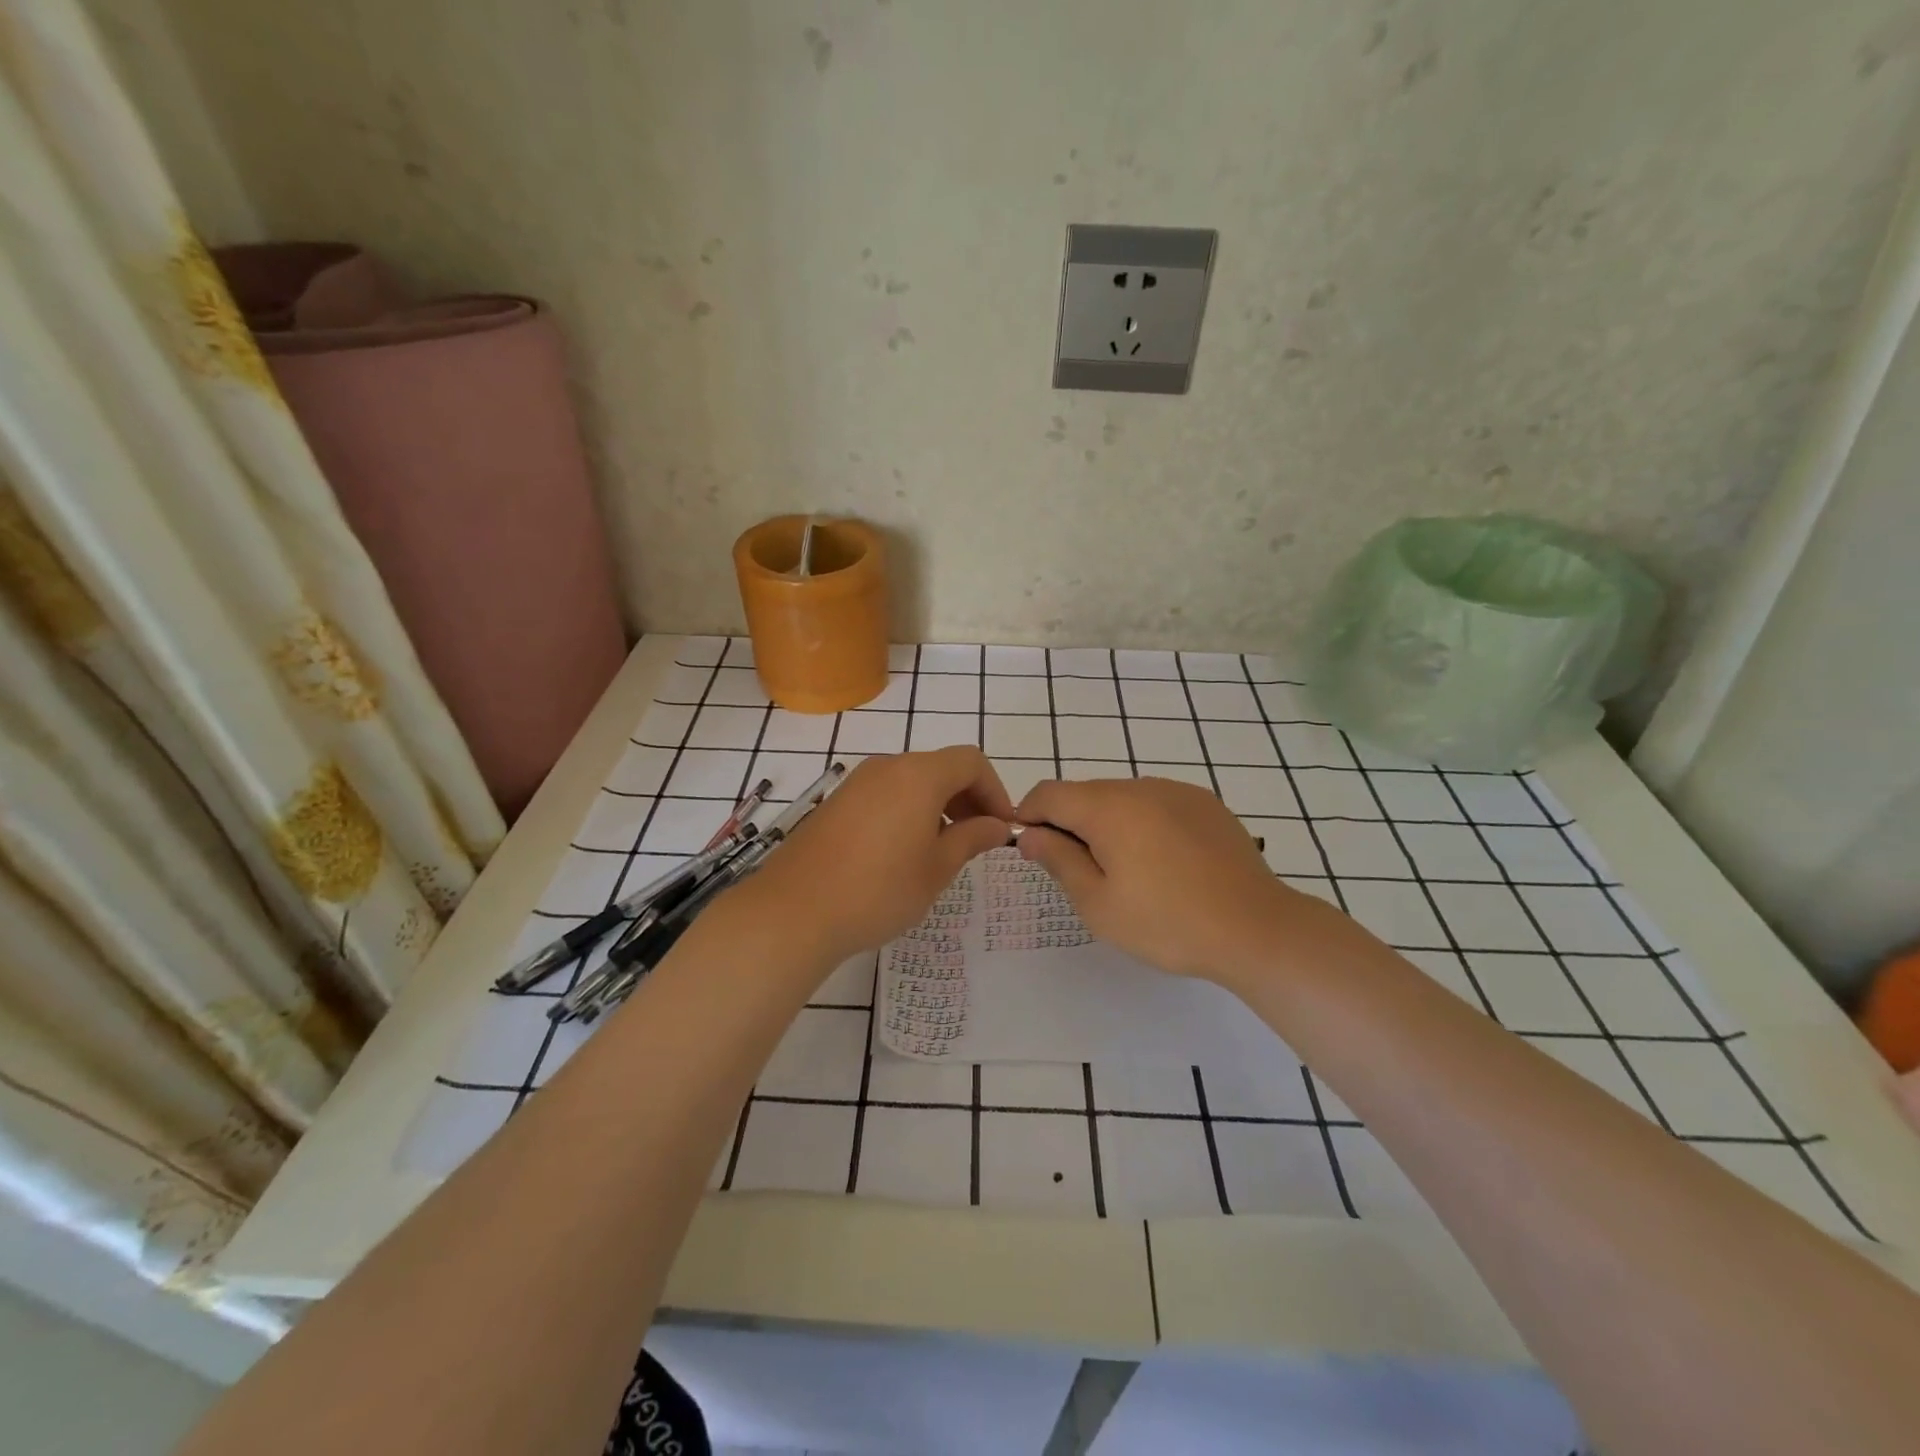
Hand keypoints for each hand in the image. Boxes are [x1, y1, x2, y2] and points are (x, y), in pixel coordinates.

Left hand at [745, 747, 1014, 964]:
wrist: (794, 911)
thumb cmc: (878, 890)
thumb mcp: (936, 869)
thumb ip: (972, 839)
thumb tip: (997, 825)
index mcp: (918, 776)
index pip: (970, 762)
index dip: (995, 790)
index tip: (1001, 827)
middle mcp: (887, 767)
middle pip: (940, 767)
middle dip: (968, 798)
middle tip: (978, 839)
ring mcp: (857, 783)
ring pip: (911, 781)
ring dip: (937, 805)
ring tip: (942, 849)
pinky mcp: (836, 803)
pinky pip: (885, 794)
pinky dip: (907, 810)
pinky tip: (903, 851)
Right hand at [1016, 776, 1317, 983]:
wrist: (1257, 929)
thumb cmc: (1168, 923)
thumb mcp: (1099, 904)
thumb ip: (1059, 861)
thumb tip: (1031, 834)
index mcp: (1108, 808)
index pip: (1049, 793)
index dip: (1029, 815)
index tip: (1031, 849)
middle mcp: (1141, 786)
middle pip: (1085, 793)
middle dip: (1069, 823)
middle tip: (1078, 872)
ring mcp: (1178, 791)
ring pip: (1122, 797)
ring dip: (1107, 823)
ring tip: (1124, 872)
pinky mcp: (1206, 804)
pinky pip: (1156, 803)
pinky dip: (1142, 823)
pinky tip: (1162, 863)